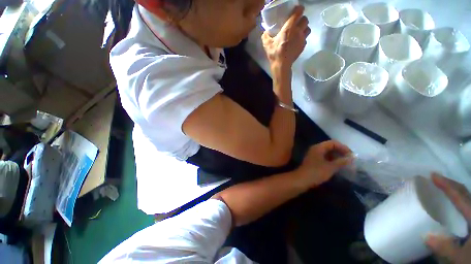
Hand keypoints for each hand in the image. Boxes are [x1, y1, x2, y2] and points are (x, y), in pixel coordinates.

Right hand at [261, 6, 310, 68]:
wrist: (281, 65)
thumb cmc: (274, 53)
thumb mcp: (267, 44)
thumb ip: (265, 36)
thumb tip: (265, 32)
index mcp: (289, 27)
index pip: (298, 12)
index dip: (299, 9)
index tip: (297, 10)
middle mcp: (298, 31)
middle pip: (305, 20)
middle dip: (302, 19)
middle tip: (297, 23)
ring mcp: (302, 39)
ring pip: (308, 29)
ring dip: (304, 28)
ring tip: (299, 32)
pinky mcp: (303, 46)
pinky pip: (306, 39)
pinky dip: (303, 38)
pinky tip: (297, 42)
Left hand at [296, 140, 352, 187]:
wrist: (302, 180)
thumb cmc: (316, 172)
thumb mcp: (331, 167)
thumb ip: (342, 161)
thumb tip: (352, 157)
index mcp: (318, 147)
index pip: (333, 143)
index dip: (343, 148)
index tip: (352, 156)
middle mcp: (315, 149)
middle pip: (330, 146)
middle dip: (340, 152)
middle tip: (350, 160)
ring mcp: (313, 154)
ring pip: (327, 152)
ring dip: (336, 156)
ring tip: (345, 163)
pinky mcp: (313, 160)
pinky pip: (324, 157)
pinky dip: (331, 160)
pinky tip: (337, 166)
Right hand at [426, 173, 470, 263]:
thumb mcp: (460, 257)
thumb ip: (445, 248)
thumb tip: (425, 236)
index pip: (459, 197)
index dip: (446, 185)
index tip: (432, 175)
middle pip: (465, 193)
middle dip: (451, 184)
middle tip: (436, 178)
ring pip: (467, 198)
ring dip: (455, 191)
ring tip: (442, 187)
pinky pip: (466, 205)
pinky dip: (459, 200)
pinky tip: (452, 203)